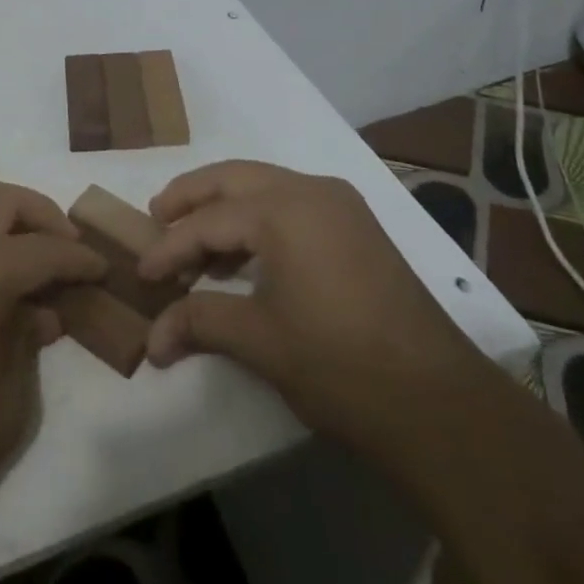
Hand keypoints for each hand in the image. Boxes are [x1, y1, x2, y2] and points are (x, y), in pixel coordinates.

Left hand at [0, 185, 106, 555]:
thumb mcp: (7, 404)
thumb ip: (29, 343)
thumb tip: (42, 313)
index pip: (46, 250)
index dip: (80, 259)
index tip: (104, 267)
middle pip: (5, 202)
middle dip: (44, 217)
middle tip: (68, 248)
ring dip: (3, 217)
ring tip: (27, 253)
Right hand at [140, 161, 481, 453]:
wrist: (441, 405)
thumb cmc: (340, 365)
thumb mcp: (260, 341)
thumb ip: (200, 322)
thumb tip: (151, 340)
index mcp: (284, 209)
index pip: (209, 220)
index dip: (170, 247)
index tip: (142, 273)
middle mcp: (311, 190)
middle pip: (233, 179)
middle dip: (191, 197)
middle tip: (156, 217)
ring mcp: (340, 205)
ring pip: (264, 186)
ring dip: (225, 207)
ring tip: (194, 241)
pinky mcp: (357, 227)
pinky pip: (292, 205)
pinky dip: (259, 219)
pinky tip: (243, 256)